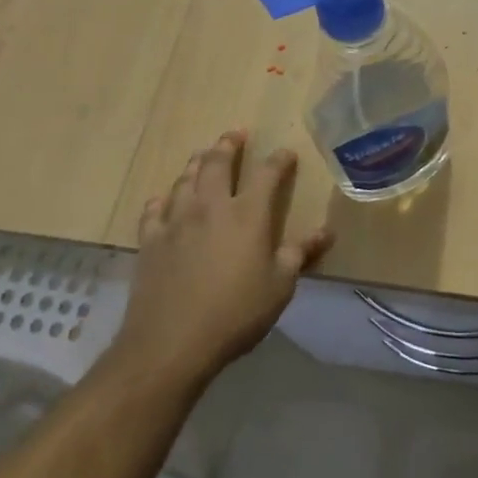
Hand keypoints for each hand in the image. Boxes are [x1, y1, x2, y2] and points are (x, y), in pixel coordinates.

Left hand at [107, 130, 332, 387]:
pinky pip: (154, 210)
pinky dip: (162, 200)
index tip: (286, 154)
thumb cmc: (235, 313)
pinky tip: (164, 201)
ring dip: (195, 164)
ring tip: (201, 156)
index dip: (279, 160)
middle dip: (227, 146)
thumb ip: (300, 253)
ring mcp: (176, 221)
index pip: (267, 174)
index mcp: (248, 214)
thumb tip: (326, 231)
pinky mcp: (150, 241)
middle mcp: (211, 207)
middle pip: (216, 163)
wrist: (171, 343)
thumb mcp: (280, 286)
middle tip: (234, 134)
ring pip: (185, 180)